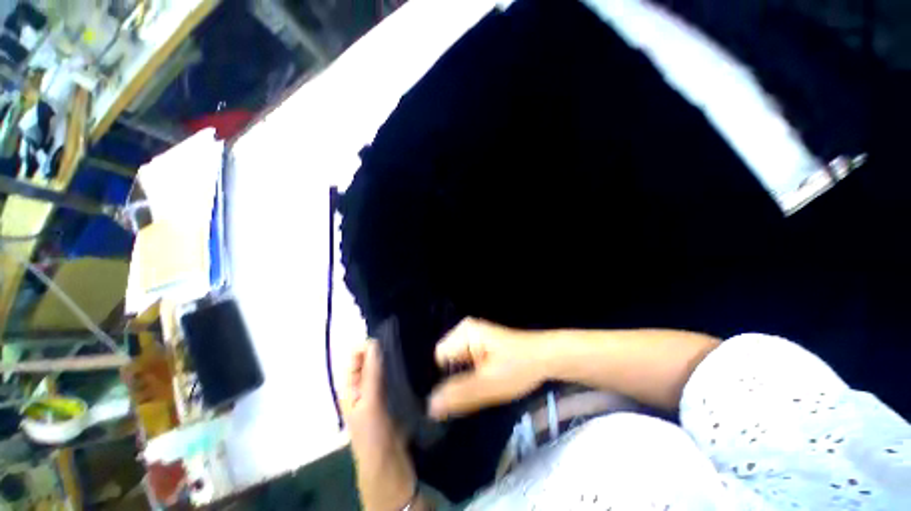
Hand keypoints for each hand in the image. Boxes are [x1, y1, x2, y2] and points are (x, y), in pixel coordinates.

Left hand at [340, 340, 416, 510]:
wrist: (388, 462)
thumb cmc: (373, 434)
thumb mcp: (370, 402)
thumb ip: (371, 373)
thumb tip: (374, 343)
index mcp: (350, 385)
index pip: (355, 354)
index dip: (368, 346)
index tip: (388, 343)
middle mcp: (361, 384)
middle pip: (369, 357)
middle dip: (382, 349)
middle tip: (401, 346)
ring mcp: (376, 389)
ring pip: (382, 365)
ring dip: (392, 358)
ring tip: (408, 352)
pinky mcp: (390, 394)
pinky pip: (393, 373)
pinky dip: (399, 367)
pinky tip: (410, 364)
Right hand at [429, 317, 547, 419]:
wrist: (547, 358)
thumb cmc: (520, 367)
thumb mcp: (489, 384)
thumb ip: (459, 395)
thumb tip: (429, 406)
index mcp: (464, 332)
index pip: (438, 359)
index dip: (445, 379)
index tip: (458, 394)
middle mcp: (464, 331)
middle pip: (446, 361)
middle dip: (456, 380)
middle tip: (472, 392)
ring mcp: (472, 338)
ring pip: (456, 365)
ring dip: (465, 380)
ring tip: (480, 388)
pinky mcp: (480, 346)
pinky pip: (466, 364)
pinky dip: (472, 376)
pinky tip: (484, 383)